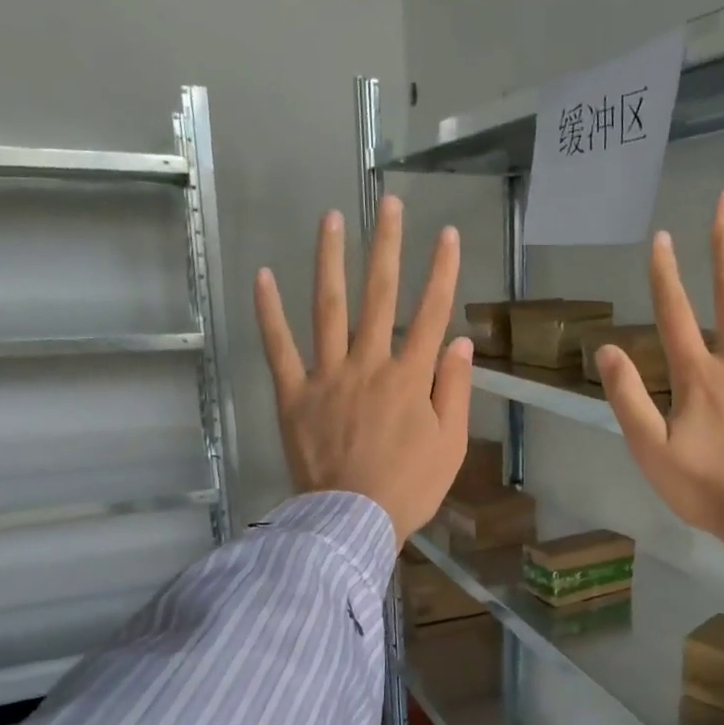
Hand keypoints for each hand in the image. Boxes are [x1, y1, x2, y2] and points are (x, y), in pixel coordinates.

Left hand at [254, 196, 472, 546]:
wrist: (352, 521)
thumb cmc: (409, 488)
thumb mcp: (450, 445)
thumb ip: (455, 391)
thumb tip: (460, 343)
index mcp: (409, 378)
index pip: (431, 314)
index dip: (441, 272)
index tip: (447, 234)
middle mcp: (368, 364)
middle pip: (380, 296)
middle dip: (388, 247)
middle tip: (390, 203)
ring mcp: (327, 376)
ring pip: (328, 308)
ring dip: (330, 260)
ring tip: (332, 218)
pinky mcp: (293, 395)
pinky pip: (278, 348)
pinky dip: (269, 312)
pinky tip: (263, 276)